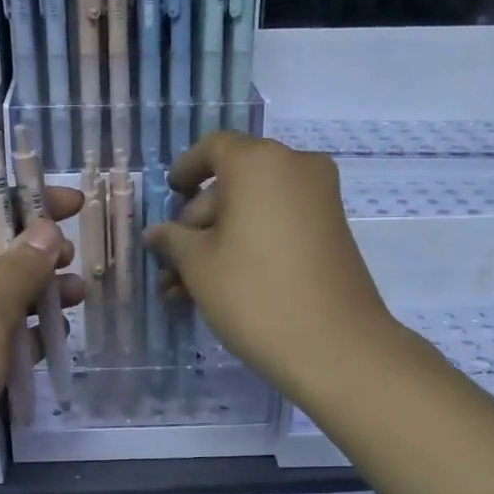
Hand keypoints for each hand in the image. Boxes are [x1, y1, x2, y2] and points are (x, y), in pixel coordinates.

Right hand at [143, 132, 391, 400]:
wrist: (335, 346)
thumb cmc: (254, 294)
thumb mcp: (199, 265)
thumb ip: (174, 240)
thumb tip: (158, 233)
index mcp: (259, 162)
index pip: (214, 147)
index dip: (186, 168)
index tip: (169, 194)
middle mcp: (295, 168)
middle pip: (233, 183)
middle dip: (197, 223)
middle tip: (170, 264)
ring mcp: (319, 201)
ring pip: (254, 210)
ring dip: (217, 242)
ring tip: (183, 290)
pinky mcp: (331, 233)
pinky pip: (278, 225)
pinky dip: (248, 245)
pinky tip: (218, 287)